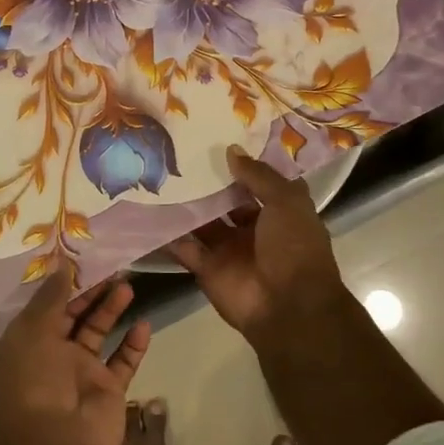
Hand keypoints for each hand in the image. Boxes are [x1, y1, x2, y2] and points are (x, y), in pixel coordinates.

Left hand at [0, 269, 152, 444]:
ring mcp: (81, 374)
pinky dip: (134, 344)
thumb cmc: (34, 381)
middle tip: (114, 267)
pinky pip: (123, 361)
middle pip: (75, 316)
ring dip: (112, 311)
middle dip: (92, 293)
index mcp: (26, 344)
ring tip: (128, 286)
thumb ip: (51, 298)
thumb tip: (62, 264)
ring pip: (100, 333)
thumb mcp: (32, 331)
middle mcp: (52, 356)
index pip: (46, 307)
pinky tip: (143, 324)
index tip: (83, 259)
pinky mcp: (108, 390)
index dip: (63, 285)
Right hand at [167, 147, 345, 336]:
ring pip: (202, 222)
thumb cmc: (294, 248)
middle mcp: (253, 229)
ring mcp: (229, 249)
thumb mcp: (286, 202)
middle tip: (178, 152)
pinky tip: (148, 211)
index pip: (259, 182)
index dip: (243, 163)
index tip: (218, 137)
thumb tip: (231, 150)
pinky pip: (184, 248)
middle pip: (226, 201)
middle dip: (208, 182)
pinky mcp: (207, 268)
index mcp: (279, 212)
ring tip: (158, 175)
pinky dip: (168, 235)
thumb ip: (258, 176)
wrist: (288, 307)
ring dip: (185, 205)